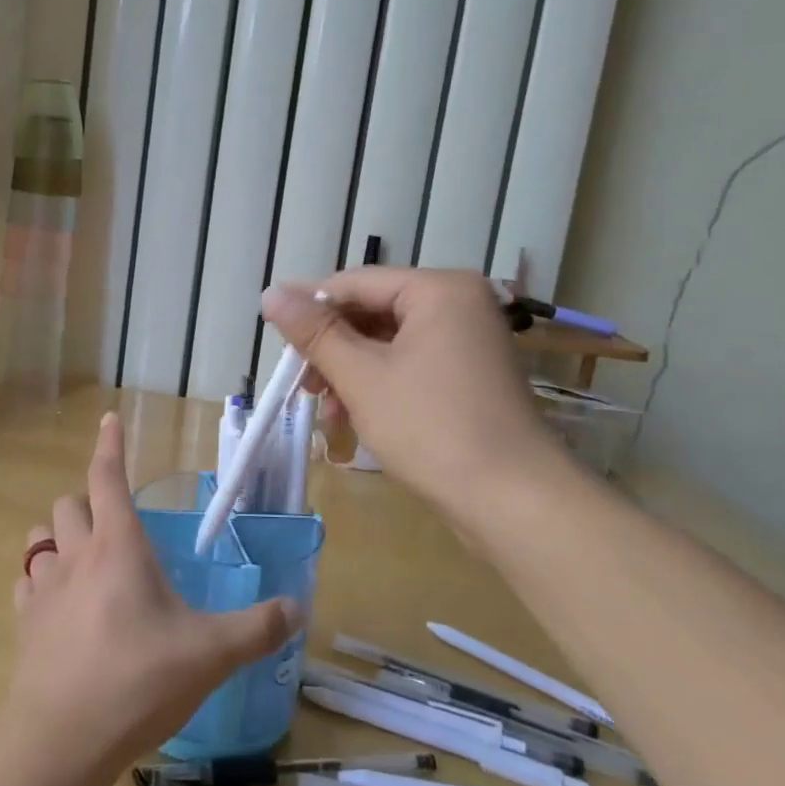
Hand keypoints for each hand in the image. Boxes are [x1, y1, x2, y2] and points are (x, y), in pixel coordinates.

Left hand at [5, 413, 301, 774]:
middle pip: (69, 503)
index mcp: (118, 547)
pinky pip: (26, 582)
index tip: (108, 418)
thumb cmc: (138, 681)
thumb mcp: (210, 654)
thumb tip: (297, 608)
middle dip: (88, 500)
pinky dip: (40, 578)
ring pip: (40, 537)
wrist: (61, 740)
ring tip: (82, 554)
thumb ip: (257, 628)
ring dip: (58, 535)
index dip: (109, 445)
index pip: (107, 477)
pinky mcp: (24, 624)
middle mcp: (76, 556)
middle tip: (113, 521)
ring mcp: (44, 590)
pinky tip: (56, 602)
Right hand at [260, 268, 563, 516]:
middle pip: (373, 312)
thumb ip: (315, 332)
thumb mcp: (361, 377)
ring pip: (388, 344)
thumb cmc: (432, 428)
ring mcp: (468, 342)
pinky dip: (378, 387)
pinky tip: (355, 420)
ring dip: (351, 374)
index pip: (357, 283)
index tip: (271, 331)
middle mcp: (458, 305)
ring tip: (328, 413)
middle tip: (302, 384)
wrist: (513, 502)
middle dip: (333, 350)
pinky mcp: (469, 376)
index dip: (309, 306)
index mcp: (439, 290)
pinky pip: (410, 366)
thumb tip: (271, 293)